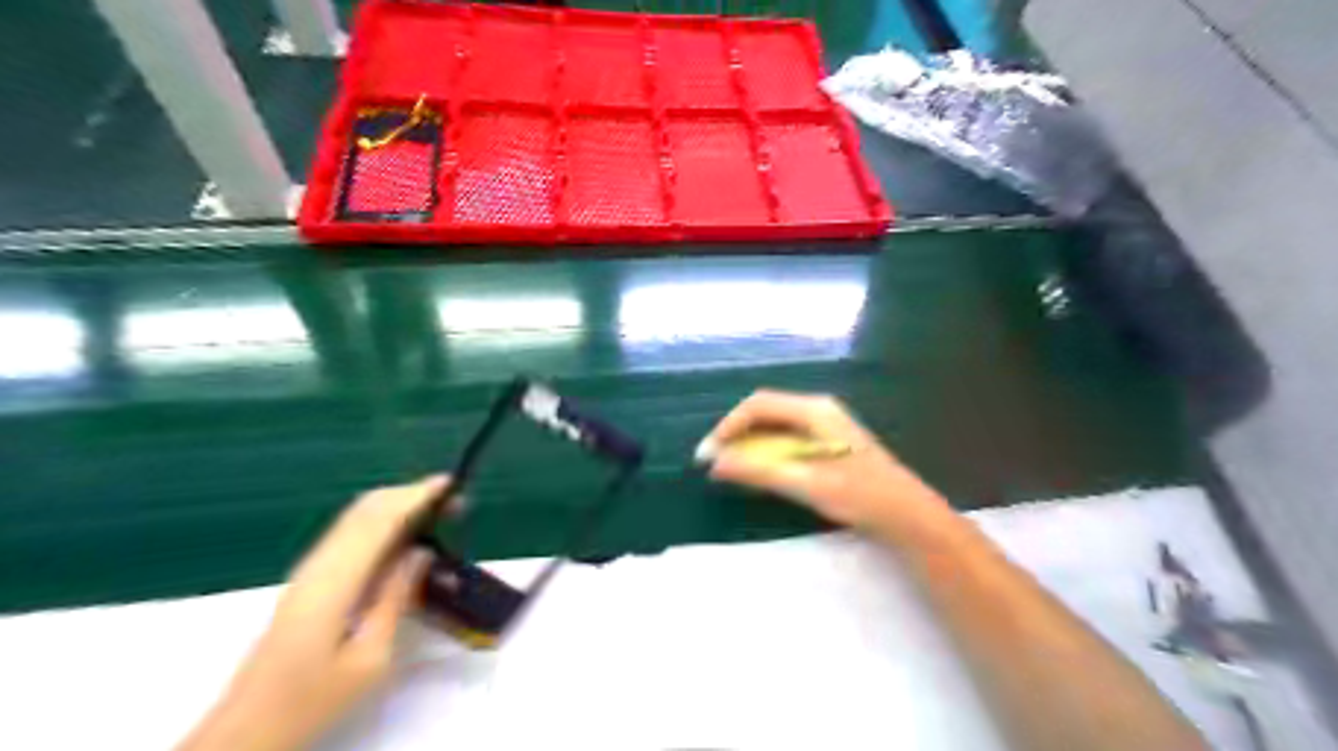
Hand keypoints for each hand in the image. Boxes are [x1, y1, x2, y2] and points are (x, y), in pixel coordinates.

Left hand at [183, 475, 448, 750]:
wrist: (249, 725)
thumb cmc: (314, 697)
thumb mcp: (369, 657)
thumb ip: (395, 598)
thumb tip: (420, 552)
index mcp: (335, 581)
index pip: (379, 520)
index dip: (415, 496)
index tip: (450, 483)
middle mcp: (319, 564)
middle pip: (366, 509)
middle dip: (411, 495)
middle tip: (453, 501)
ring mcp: (311, 569)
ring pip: (357, 517)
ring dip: (398, 505)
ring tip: (437, 512)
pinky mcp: (310, 579)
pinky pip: (351, 533)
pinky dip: (383, 521)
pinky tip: (405, 535)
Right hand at [704, 390, 956, 540]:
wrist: (906, 514)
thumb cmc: (858, 495)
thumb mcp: (805, 483)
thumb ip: (759, 470)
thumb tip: (715, 463)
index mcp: (814, 410)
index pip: (758, 405)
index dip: (728, 426)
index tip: (709, 453)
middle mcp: (817, 409)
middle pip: (765, 411)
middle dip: (736, 434)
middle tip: (714, 461)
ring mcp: (825, 423)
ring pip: (775, 425)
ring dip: (749, 443)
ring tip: (730, 466)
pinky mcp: (827, 440)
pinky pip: (787, 436)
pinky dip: (766, 450)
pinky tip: (759, 468)